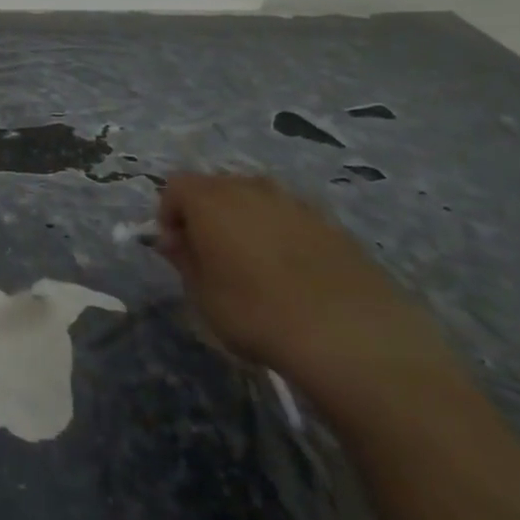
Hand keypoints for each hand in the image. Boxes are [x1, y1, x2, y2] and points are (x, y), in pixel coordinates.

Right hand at [156, 173, 455, 403]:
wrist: (350, 333)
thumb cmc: (255, 312)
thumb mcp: (202, 294)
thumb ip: (183, 259)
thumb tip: (174, 240)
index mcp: (211, 199)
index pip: (175, 187)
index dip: (169, 215)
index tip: (176, 250)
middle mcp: (252, 188)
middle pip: (216, 186)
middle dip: (206, 214)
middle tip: (209, 256)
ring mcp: (296, 202)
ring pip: (256, 199)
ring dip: (245, 221)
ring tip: (251, 264)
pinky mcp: (332, 223)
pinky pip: (291, 218)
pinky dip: (281, 234)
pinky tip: (291, 273)